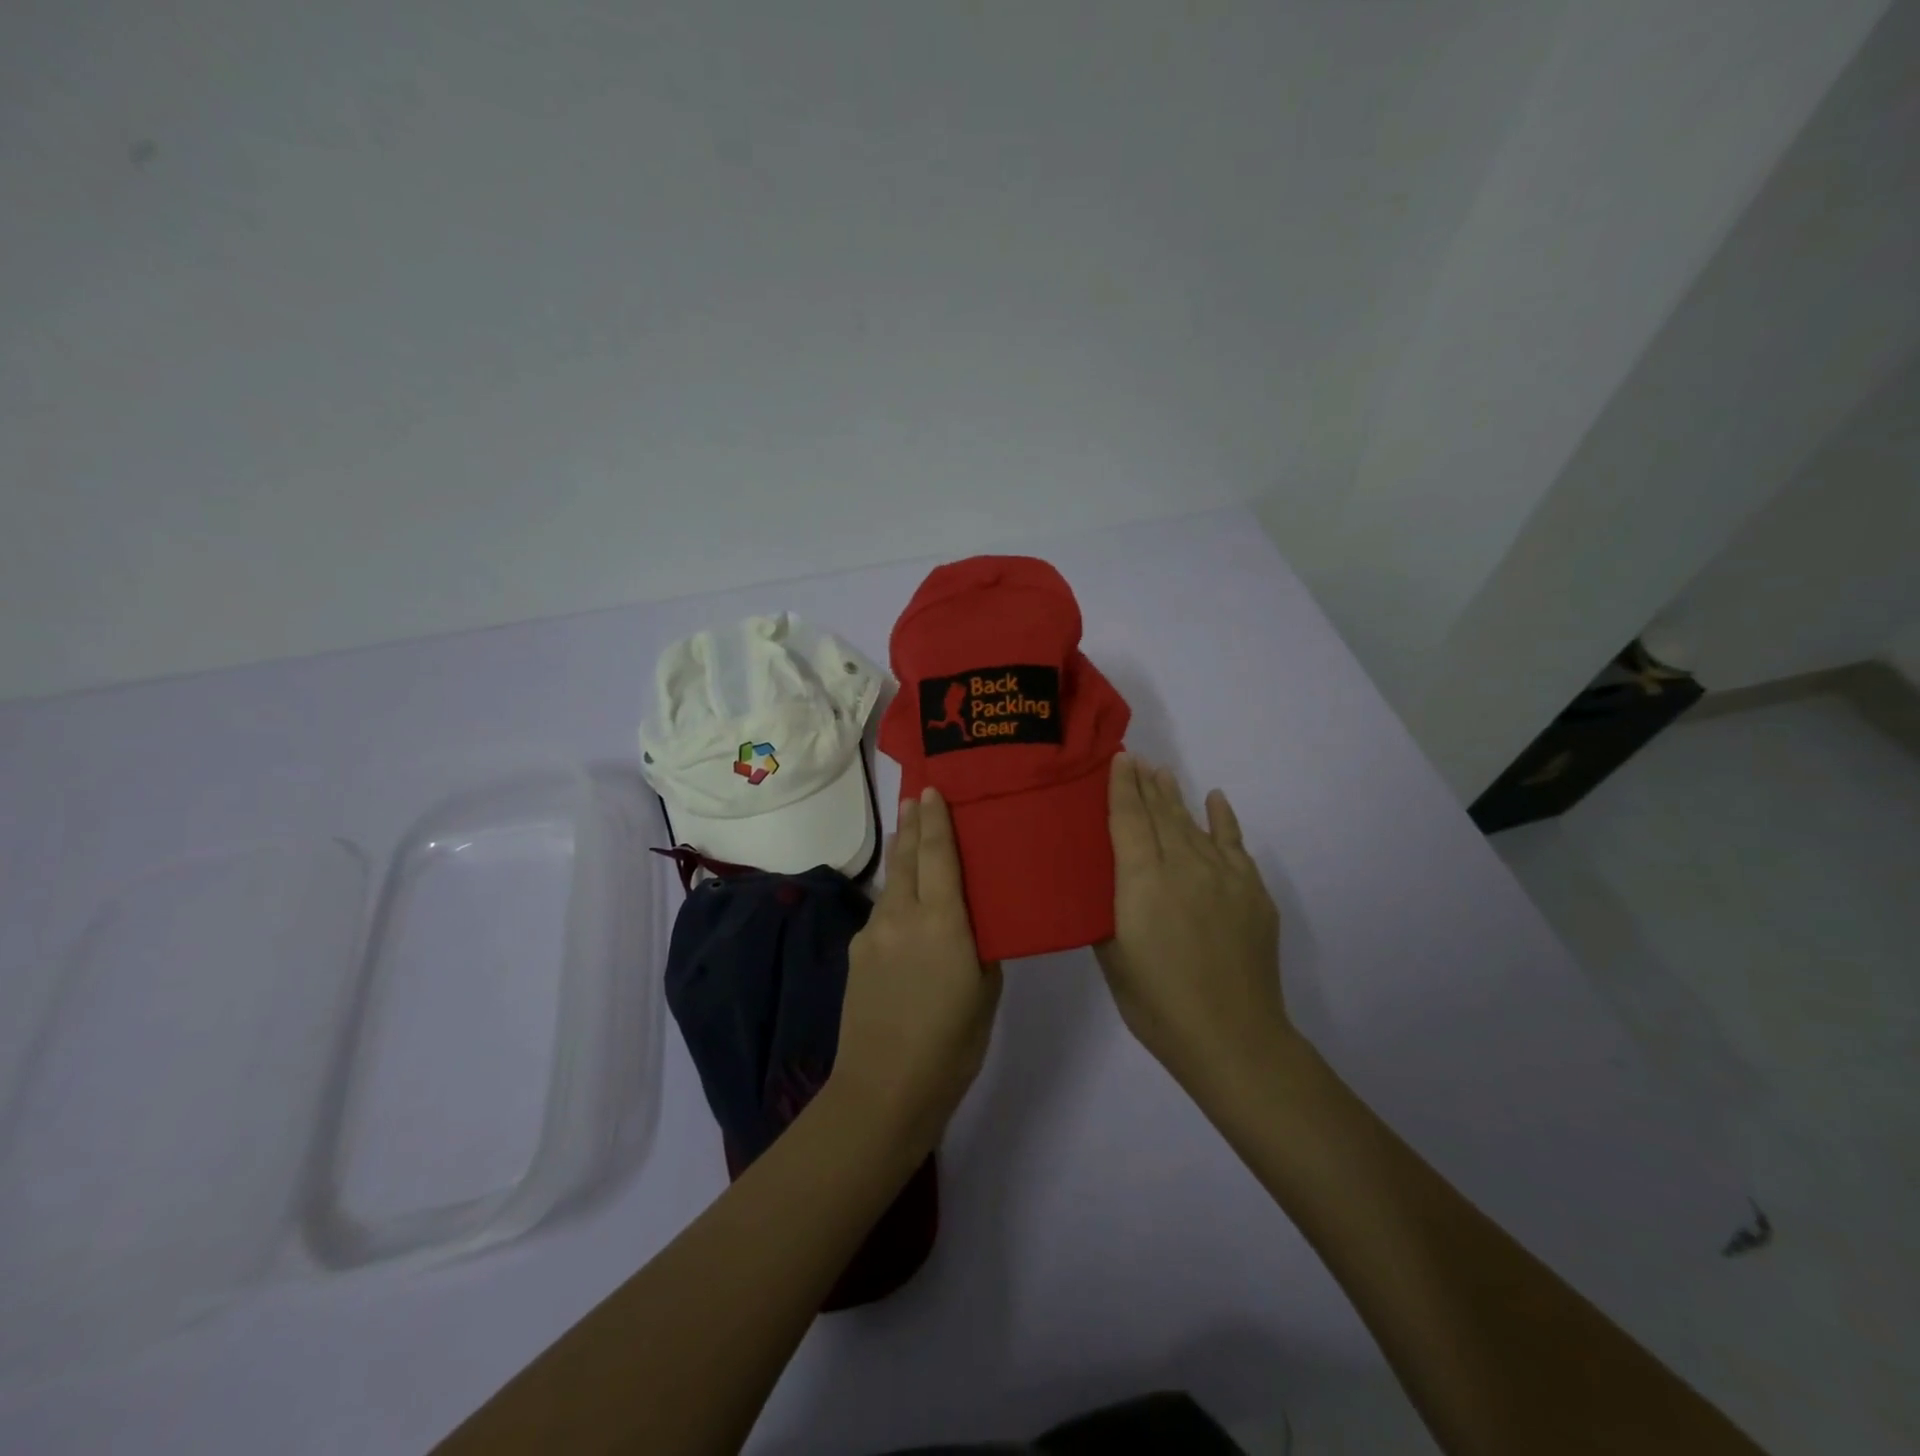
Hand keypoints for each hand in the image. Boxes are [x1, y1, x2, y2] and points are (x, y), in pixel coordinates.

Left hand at [830, 786, 1002, 1156]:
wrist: (883, 1089)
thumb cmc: (952, 1044)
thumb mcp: (986, 991)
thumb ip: (979, 945)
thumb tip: (971, 923)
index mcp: (942, 921)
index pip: (938, 854)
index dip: (935, 819)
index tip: (932, 789)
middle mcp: (902, 915)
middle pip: (907, 857)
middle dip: (912, 825)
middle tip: (915, 797)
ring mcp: (873, 933)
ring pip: (892, 883)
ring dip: (902, 856)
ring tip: (910, 836)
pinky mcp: (857, 953)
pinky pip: (881, 912)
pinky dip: (895, 896)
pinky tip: (903, 905)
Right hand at [1096, 754, 1291, 1094]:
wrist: (1232, 1038)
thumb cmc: (1157, 1004)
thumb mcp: (1112, 957)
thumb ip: (1107, 910)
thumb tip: (1107, 883)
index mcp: (1142, 881)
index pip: (1128, 820)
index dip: (1121, 787)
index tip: (1118, 758)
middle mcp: (1183, 866)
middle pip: (1161, 814)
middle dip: (1146, 784)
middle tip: (1136, 758)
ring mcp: (1224, 876)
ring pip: (1193, 824)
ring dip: (1176, 797)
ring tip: (1164, 773)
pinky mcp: (1252, 892)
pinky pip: (1235, 844)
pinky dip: (1224, 819)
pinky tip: (1216, 799)